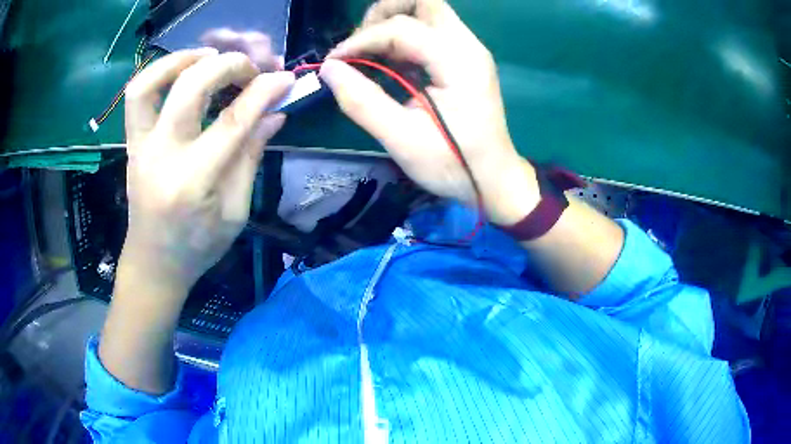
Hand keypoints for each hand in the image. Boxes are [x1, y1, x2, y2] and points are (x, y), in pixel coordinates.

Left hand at [121, 47, 294, 290]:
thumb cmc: (197, 247)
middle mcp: (161, 157)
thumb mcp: (235, 213)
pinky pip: (137, 95)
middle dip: (227, 65)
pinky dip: (160, 71)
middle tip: (249, 69)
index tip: (285, 78)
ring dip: (183, 59)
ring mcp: (140, 147)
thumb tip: (274, 114)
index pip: (232, 123)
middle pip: (190, 88)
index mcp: (192, 183)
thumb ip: (251, 158)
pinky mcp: (132, 143)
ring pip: (150, 84)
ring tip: (210, 56)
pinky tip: (184, 71)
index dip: (263, 93)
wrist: (153, 263)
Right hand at [319, 0, 539, 224]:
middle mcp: (467, 46)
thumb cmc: (453, 164)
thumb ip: (362, 101)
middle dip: (384, 14)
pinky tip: (390, 64)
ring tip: (371, 55)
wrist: (493, 179)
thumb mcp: (402, 140)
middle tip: (360, 44)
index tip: (334, 63)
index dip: (361, 40)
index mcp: (458, 62)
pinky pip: (430, 30)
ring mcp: (469, 49)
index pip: (401, 28)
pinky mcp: (464, 58)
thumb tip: (329, 69)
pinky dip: (403, 38)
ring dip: (392, 23)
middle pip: (423, 2)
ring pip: (427, 11)